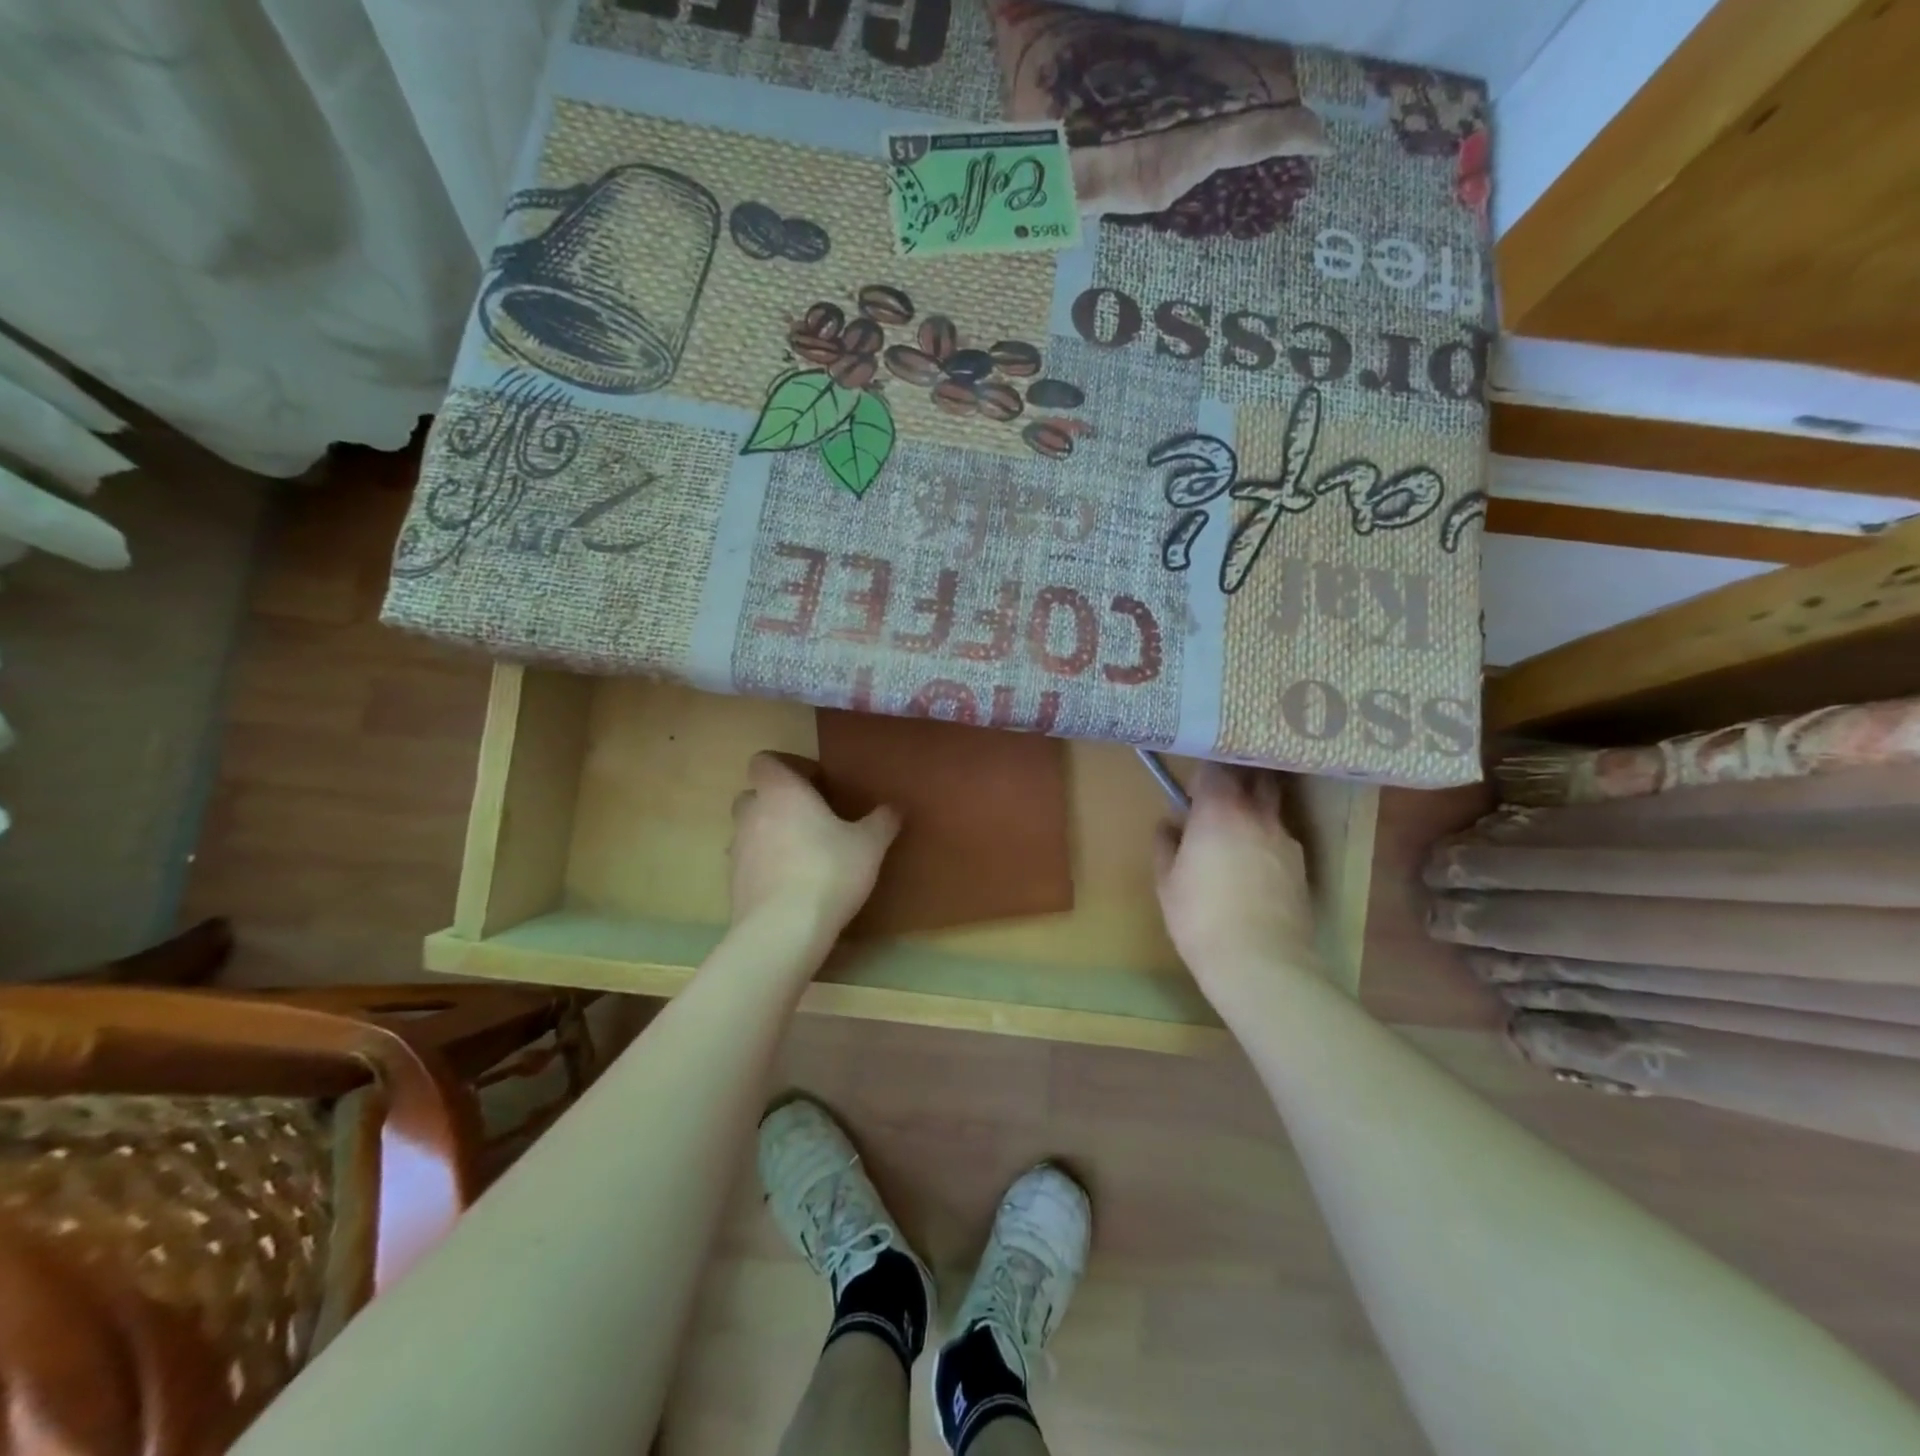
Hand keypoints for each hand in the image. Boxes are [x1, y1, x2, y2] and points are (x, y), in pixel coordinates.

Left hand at [729, 752, 899, 939]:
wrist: (782, 931)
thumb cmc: (828, 872)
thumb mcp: (869, 845)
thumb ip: (882, 821)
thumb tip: (895, 807)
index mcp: (781, 792)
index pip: (764, 761)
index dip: (786, 767)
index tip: (814, 783)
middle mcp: (752, 813)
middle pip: (754, 794)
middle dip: (776, 801)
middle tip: (809, 818)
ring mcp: (737, 849)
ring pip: (749, 830)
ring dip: (769, 834)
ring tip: (802, 853)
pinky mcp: (733, 883)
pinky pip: (748, 863)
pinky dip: (764, 866)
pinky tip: (791, 884)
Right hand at [1153, 763, 1318, 1000]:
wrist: (1261, 960)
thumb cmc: (1201, 917)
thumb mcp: (1167, 883)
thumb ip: (1166, 846)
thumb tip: (1169, 826)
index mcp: (1218, 811)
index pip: (1216, 768)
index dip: (1205, 768)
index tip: (1194, 778)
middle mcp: (1256, 814)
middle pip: (1256, 776)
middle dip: (1240, 775)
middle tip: (1220, 788)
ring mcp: (1284, 838)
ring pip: (1272, 805)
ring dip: (1256, 805)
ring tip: (1238, 824)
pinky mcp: (1301, 864)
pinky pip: (1281, 836)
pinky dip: (1267, 836)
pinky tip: (1255, 860)